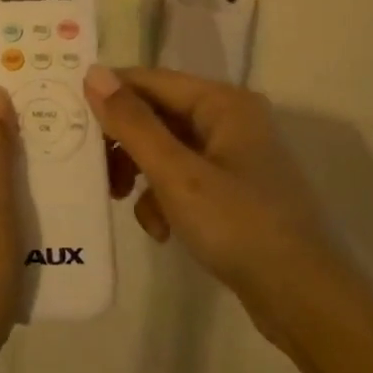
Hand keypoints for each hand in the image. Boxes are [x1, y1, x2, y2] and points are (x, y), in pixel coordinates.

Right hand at [86, 66, 350, 346]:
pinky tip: (162, 230)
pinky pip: (182, 178)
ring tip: (125, 204)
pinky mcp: (232, 191)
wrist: (305, 301)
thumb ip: (132, 123)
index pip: (149, 80)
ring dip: (141, 176)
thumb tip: (93, 72)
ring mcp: (233, 157)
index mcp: (222, 103)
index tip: (67, 119)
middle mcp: (229, 119)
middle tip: (94, 172)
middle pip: (156, 115)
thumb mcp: (176, 174)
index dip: (108, 96)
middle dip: (124, 145)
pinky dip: (164, 199)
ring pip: (164, 150)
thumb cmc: (239, 226)